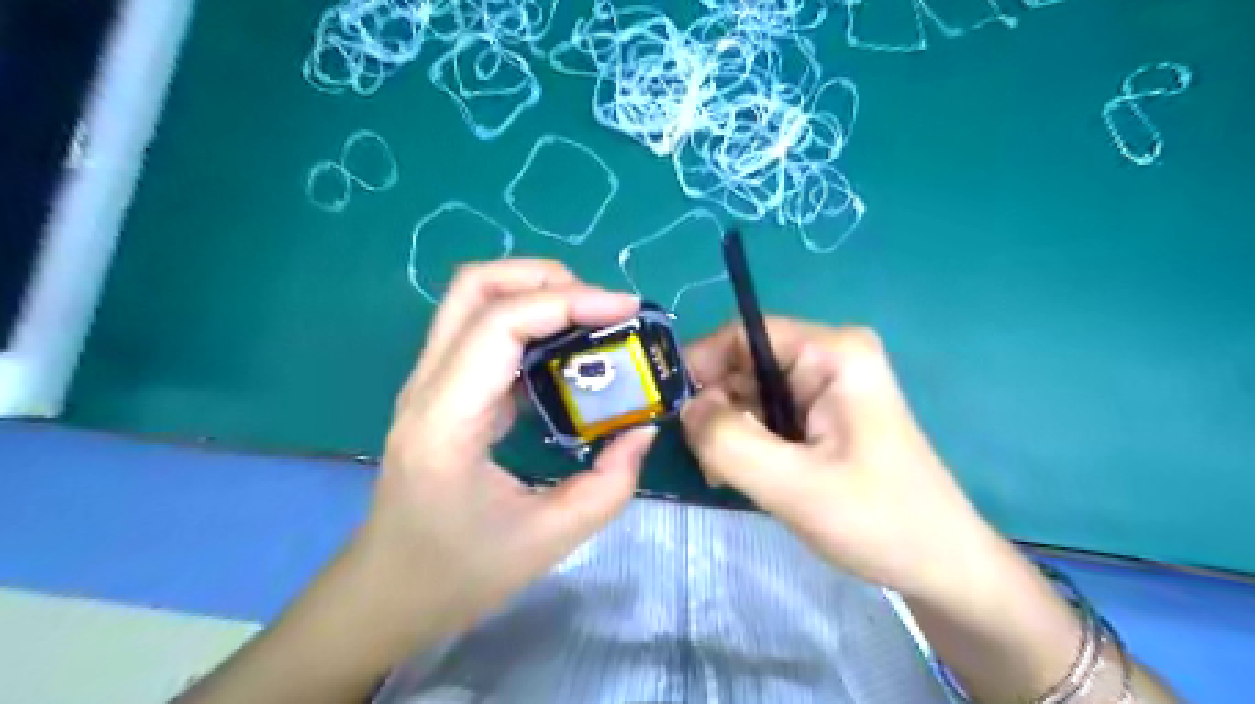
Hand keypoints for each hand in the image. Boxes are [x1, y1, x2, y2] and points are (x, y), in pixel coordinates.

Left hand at [353, 260, 658, 641]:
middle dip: (544, 278)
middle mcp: (428, 387)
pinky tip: (567, 355)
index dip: (567, 301)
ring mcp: (430, 385)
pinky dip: (531, 326)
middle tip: (601, 306)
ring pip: (474, 301)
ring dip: (536, 295)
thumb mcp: (548, 540)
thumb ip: (609, 484)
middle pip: (474, 286)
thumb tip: (643, 428)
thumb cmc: (458, 574)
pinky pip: (485, 334)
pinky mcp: (444, 392)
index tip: (625, 310)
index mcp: (446, 419)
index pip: (499, 322)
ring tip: (591, 321)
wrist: (387, 594)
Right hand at [684, 318, 995, 598]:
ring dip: (728, 431)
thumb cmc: (878, 521)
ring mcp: (826, 386)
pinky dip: (745, 442)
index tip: (671, 410)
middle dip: (716, 409)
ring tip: (725, 476)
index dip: (701, 365)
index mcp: (832, 352)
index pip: (742, 334)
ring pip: (749, 393)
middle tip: (706, 460)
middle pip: (743, 364)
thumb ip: (728, 440)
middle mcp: (828, 357)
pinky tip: (744, 475)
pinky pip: (765, 415)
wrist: (939, 567)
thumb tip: (685, 407)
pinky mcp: (822, 414)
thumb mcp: (794, 484)